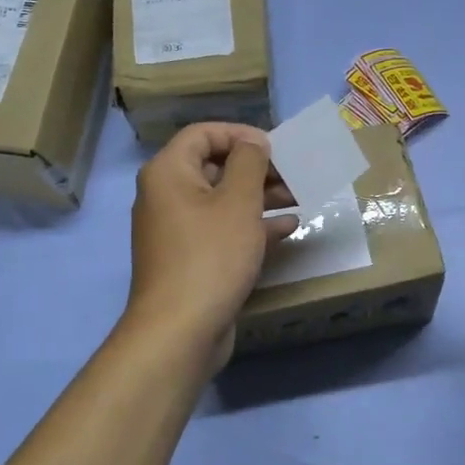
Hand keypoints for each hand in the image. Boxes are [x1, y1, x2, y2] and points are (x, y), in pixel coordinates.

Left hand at [125, 123, 297, 362]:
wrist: (180, 331)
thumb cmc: (211, 255)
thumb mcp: (238, 201)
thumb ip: (250, 162)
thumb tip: (253, 143)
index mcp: (168, 172)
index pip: (203, 134)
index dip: (240, 134)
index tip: (275, 148)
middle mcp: (166, 196)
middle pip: (214, 167)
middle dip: (257, 169)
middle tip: (294, 175)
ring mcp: (177, 230)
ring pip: (222, 201)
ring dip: (260, 197)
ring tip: (298, 199)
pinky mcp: (191, 259)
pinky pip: (222, 231)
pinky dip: (252, 226)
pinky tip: (288, 229)